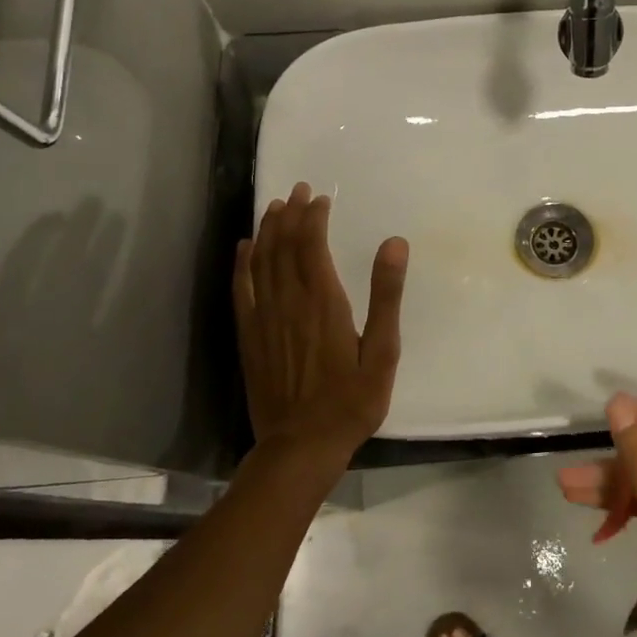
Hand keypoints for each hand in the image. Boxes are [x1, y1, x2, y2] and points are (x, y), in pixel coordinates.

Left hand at [233, 182, 408, 467]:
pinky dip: (242, 264)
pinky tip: (244, 247)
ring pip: (261, 262)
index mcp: (323, 302)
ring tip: (274, 207)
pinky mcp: (249, 337)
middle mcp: (288, 302)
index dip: (314, 218)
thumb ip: (387, 296)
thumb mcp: (383, 352)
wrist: (301, 446)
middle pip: (283, 246)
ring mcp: (263, 319)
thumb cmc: (351, 401)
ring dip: (267, 231)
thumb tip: (394, 243)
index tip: (320, 198)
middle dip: (290, 214)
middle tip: (297, 190)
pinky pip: (241, 290)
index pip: (313, 245)